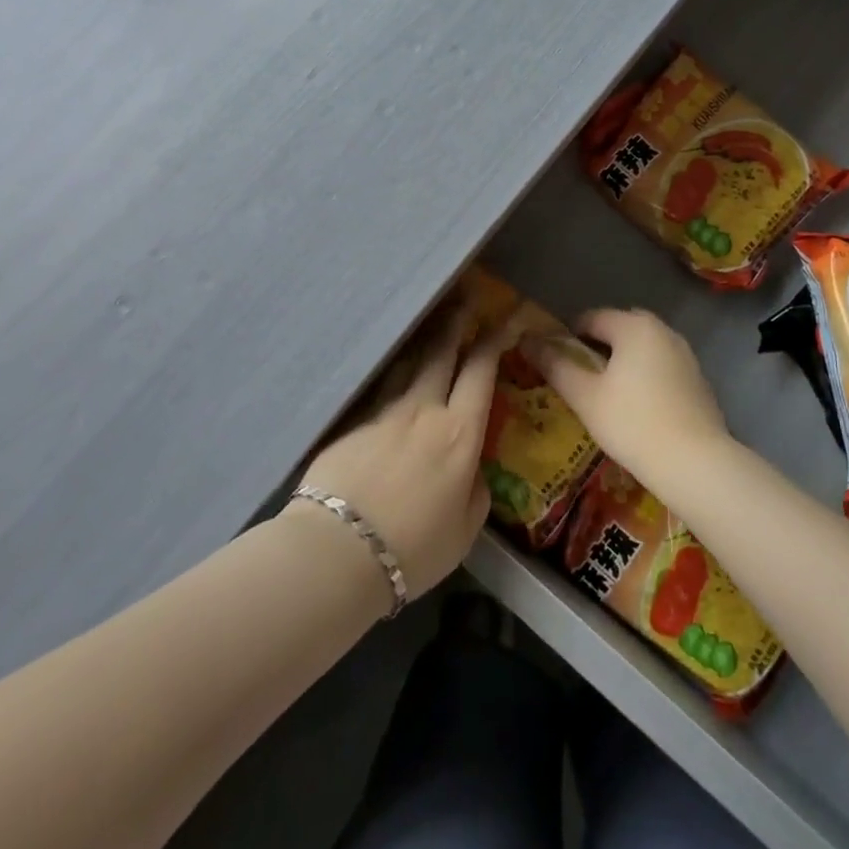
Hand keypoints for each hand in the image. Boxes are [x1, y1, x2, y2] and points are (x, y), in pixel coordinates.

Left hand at [293, 304, 504, 604]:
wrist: (338, 550)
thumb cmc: (413, 549)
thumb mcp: (464, 531)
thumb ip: (475, 492)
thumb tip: (471, 470)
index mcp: (459, 433)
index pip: (481, 371)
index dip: (497, 339)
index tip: (509, 317)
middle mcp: (423, 409)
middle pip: (442, 352)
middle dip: (457, 321)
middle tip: (466, 298)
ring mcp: (384, 411)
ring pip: (408, 362)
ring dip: (424, 340)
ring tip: (431, 325)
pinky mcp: (353, 421)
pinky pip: (381, 386)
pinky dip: (393, 370)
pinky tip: (392, 369)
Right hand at [521, 308, 729, 490]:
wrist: (696, 463)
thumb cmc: (632, 423)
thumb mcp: (584, 396)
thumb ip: (555, 365)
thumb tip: (527, 340)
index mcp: (633, 326)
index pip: (591, 318)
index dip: (568, 336)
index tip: (556, 362)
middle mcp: (662, 330)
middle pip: (619, 328)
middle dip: (597, 346)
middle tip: (581, 377)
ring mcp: (685, 354)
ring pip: (643, 347)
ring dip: (623, 360)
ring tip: (608, 393)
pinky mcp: (698, 379)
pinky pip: (662, 366)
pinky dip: (646, 375)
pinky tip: (639, 407)